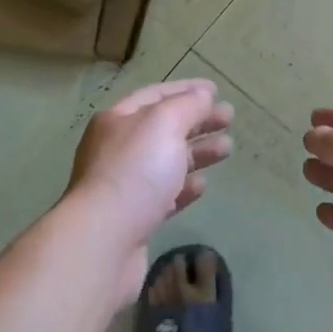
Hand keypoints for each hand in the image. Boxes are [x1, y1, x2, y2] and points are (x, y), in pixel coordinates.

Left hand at [67, 78, 233, 305]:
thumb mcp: (164, 124)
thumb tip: (203, 95)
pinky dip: (185, 186)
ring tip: (227, 149)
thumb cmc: (135, 171)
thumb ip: (188, 105)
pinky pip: (165, 195)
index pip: (156, 95)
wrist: (103, 242)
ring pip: (167, 161)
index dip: (187, 89)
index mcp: (118, 119)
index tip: (217, 90)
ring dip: (198, 152)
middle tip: (229, 119)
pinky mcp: (134, 219)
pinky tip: (203, 185)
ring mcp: (124, 185)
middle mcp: (117, 148)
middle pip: (163, 128)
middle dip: (197, 120)